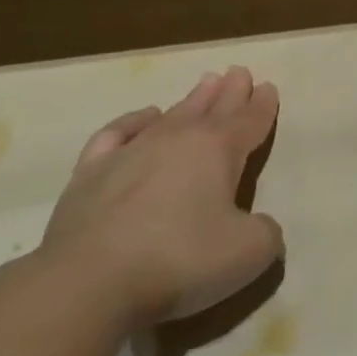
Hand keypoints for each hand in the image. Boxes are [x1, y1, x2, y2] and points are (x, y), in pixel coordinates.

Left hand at [39, 67, 282, 328]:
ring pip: (171, 114)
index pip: (249, 121)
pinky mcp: (91, 173)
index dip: (262, 105)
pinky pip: (118, 133)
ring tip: (206, 83)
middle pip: (213, 108)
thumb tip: (258, 226)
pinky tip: (144, 117)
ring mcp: (132, 152)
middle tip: (239, 72)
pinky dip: (134, 121)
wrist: (87, 283)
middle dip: (230, 91)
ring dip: (192, 99)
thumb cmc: (179, 261)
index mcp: (219, 150)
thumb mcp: (248, 252)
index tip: (268, 87)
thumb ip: (265, 232)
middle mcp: (178, 139)